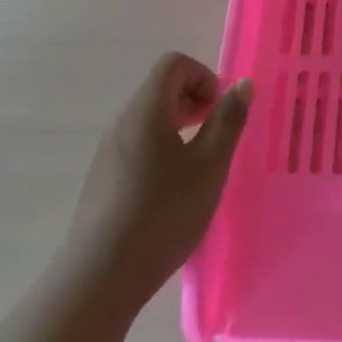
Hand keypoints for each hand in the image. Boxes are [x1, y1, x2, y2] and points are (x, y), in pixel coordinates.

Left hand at [70, 52, 252, 305]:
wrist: (100, 277)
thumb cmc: (163, 214)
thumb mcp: (209, 166)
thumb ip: (228, 120)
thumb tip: (242, 84)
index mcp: (146, 110)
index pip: (174, 64)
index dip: (204, 77)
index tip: (219, 113)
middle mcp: (122, 121)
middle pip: (160, 88)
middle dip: (194, 102)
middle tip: (215, 139)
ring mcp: (108, 151)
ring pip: (148, 118)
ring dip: (179, 128)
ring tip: (198, 167)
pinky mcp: (102, 178)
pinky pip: (137, 144)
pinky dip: (161, 150)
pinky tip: (172, 191)